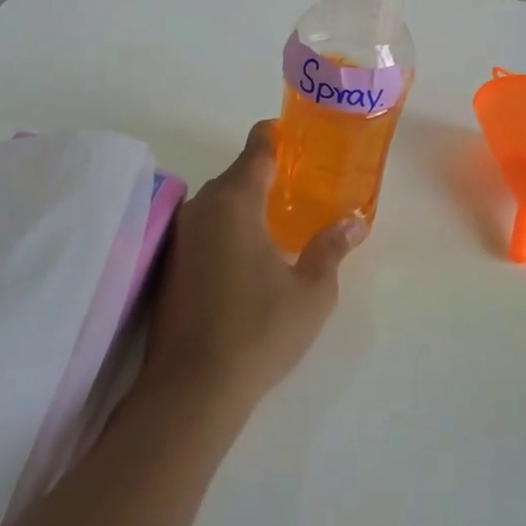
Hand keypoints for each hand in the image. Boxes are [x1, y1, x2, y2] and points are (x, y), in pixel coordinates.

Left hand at [139, 121, 364, 411]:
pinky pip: (206, 227)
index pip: (257, 148)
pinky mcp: (171, 263)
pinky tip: (249, 256)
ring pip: (219, 202)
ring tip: (281, 222)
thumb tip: (354, 222)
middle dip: (268, 176)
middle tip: (303, 188)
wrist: (191, 389)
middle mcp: (203, 207)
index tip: (299, 138)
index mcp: (236, 201)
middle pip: (237, 174)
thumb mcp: (312, 292)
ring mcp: (182, 235)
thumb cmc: (259, 331)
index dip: (278, 136)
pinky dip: (228, 228)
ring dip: (246, 204)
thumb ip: (331, 248)